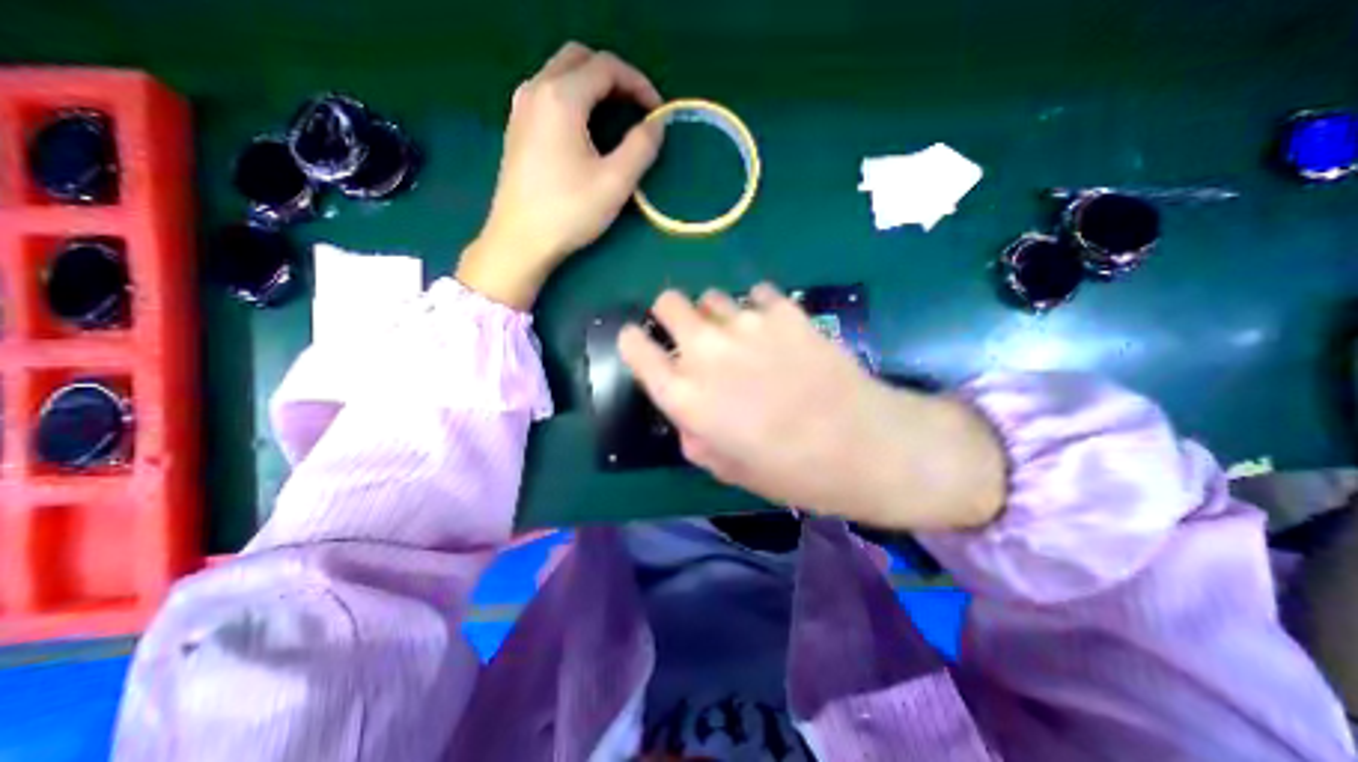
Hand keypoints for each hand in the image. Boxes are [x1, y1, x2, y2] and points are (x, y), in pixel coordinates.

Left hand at [459, 40, 665, 308]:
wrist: (520, 240)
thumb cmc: (569, 212)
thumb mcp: (615, 182)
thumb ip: (641, 147)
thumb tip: (657, 122)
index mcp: (561, 97)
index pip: (606, 67)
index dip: (638, 83)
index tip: (657, 112)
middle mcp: (536, 90)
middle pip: (579, 59)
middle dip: (614, 77)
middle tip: (637, 109)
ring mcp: (521, 108)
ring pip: (561, 74)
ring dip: (593, 86)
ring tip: (616, 119)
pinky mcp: (517, 128)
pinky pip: (549, 94)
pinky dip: (574, 99)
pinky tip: (586, 131)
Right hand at [617, 283, 1007, 529]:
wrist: (860, 445)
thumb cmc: (788, 469)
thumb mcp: (726, 467)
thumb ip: (694, 435)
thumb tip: (688, 414)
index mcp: (684, 394)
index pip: (634, 346)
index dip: (634, 342)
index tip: (644, 345)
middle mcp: (705, 351)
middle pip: (667, 302)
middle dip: (671, 315)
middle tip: (692, 336)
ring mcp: (745, 324)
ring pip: (711, 297)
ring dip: (715, 315)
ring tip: (740, 337)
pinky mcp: (784, 311)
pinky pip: (756, 294)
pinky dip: (758, 309)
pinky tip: (775, 331)